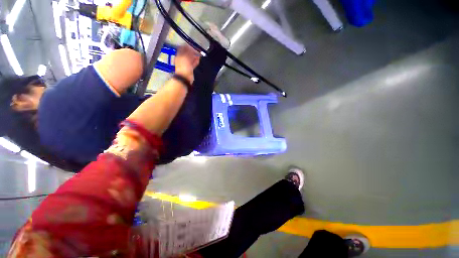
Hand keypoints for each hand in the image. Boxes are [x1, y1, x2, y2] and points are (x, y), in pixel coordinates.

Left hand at [174, 44, 199, 84]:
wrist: (185, 78)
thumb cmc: (184, 67)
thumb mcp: (186, 57)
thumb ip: (188, 52)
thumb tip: (190, 46)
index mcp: (179, 55)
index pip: (183, 48)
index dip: (188, 46)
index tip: (193, 45)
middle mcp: (182, 59)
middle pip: (187, 53)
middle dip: (192, 51)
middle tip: (197, 50)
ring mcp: (186, 64)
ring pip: (191, 59)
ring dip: (194, 56)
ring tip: (199, 54)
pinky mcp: (190, 69)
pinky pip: (193, 64)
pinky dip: (195, 61)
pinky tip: (198, 59)